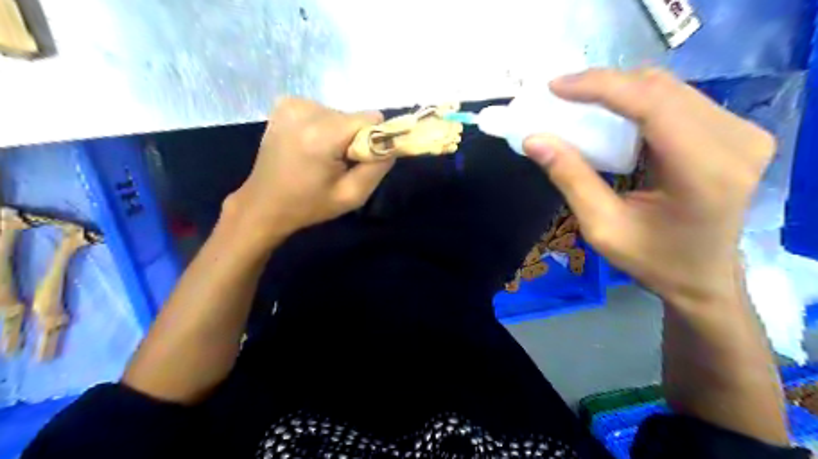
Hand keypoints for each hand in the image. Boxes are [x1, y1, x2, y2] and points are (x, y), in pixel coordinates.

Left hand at [228, 96, 393, 242]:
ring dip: (338, 134)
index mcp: (322, 134)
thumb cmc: (309, 205)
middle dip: (353, 139)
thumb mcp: (352, 196)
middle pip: (354, 117)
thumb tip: (394, 142)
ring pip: (339, 114)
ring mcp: (292, 103)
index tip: (358, 161)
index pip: (371, 119)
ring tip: (320, 158)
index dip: (372, 140)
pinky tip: (309, 146)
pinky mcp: (285, 104)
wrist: (264, 204)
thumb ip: (378, 167)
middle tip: (337, 165)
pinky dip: (322, 128)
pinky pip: (322, 111)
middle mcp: (306, 109)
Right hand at [520, 67, 774, 310]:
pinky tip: (611, 113)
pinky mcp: (736, 132)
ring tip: (579, 103)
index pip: (652, 105)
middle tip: (561, 96)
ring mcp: (743, 132)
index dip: (601, 87)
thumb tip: (534, 140)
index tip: (556, 87)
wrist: (704, 276)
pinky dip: (637, 101)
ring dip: (619, 91)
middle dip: (605, 86)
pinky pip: (678, 100)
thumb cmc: (653, 260)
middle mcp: (736, 141)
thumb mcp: (602, 227)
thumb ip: (571, 179)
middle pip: (661, 89)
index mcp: (705, 172)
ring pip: (669, 89)